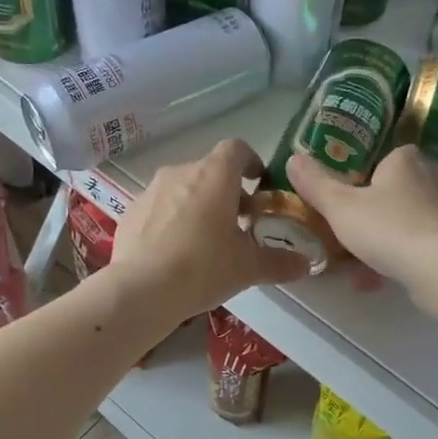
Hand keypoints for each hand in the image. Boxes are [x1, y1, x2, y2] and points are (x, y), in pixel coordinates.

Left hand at [110, 139, 309, 320]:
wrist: (140, 290)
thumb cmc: (202, 268)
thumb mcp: (247, 268)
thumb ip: (279, 262)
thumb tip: (307, 264)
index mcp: (214, 175)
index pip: (236, 149)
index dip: (251, 162)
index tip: (258, 183)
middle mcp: (181, 172)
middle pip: (209, 171)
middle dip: (227, 192)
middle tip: (238, 224)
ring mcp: (151, 190)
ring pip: (182, 188)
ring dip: (198, 205)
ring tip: (205, 240)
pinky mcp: (130, 211)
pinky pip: (159, 207)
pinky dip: (171, 220)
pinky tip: (174, 252)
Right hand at [286, 145, 437, 288]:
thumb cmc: (387, 227)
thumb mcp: (339, 206)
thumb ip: (316, 184)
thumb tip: (293, 159)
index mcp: (404, 161)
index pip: (386, 155)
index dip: (365, 171)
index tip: (345, 191)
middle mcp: (429, 180)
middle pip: (393, 190)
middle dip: (370, 209)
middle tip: (344, 226)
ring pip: (403, 221)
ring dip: (379, 239)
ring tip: (352, 261)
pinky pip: (413, 246)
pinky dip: (392, 259)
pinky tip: (369, 281)